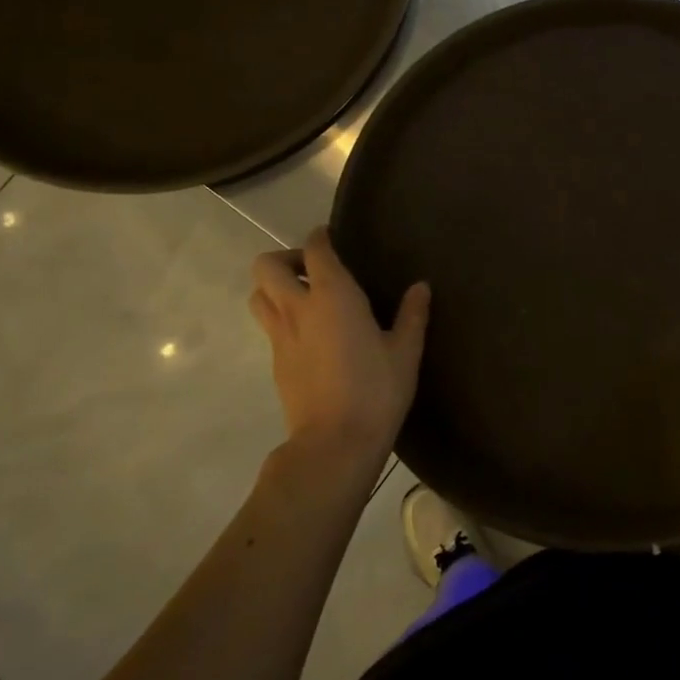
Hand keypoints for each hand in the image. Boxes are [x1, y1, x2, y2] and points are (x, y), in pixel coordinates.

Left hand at [249, 228, 429, 469]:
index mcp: (333, 296)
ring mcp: (281, 337)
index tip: (331, 237)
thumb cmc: (376, 390)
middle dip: (286, 259)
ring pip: (258, 295)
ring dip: (275, 288)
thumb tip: (420, 287)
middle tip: (315, 272)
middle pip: (266, 266)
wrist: (335, 443)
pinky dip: (283, 318)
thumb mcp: (406, 352)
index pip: (315, 250)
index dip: (320, 237)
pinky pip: (269, 326)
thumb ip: (412, 315)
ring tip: (307, 300)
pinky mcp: (275, 363)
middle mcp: (298, 309)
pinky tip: (312, 336)